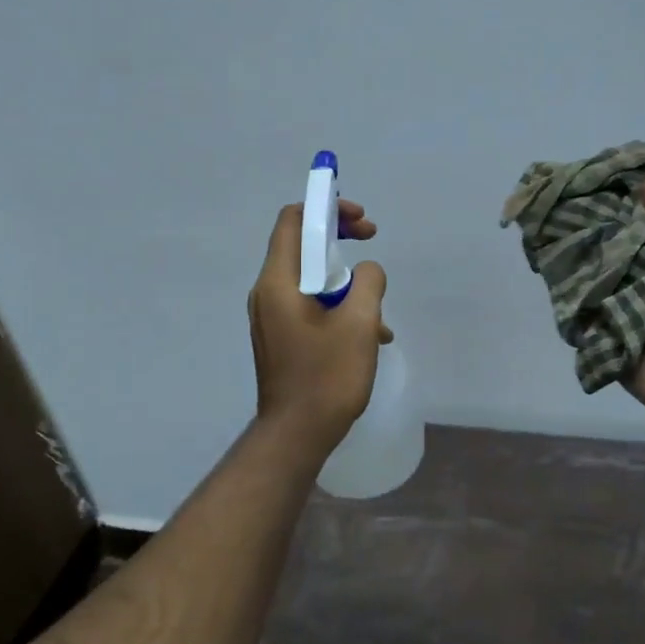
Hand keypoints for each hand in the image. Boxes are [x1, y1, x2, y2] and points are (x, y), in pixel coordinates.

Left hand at [248, 198, 391, 455]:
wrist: (296, 435)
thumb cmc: (326, 376)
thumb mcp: (360, 324)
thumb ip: (368, 283)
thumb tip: (367, 271)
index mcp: (278, 282)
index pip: (293, 221)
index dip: (326, 208)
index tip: (360, 219)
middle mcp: (267, 293)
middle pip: (302, 246)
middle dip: (340, 239)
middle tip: (372, 240)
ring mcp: (272, 317)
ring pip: (310, 279)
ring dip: (345, 281)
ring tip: (377, 309)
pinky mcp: (280, 338)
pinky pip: (309, 307)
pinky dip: (336, 307)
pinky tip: (368, 336)